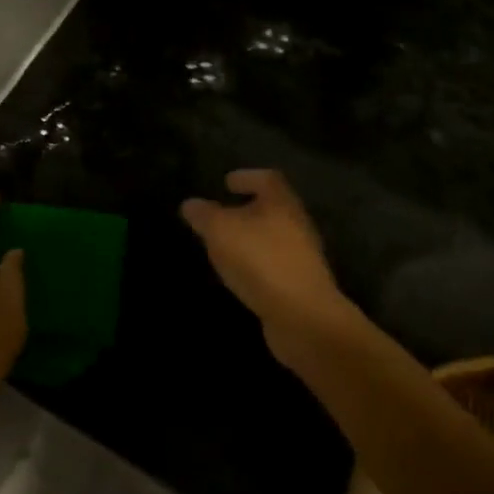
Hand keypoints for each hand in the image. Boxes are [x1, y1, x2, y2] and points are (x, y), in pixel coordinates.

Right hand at [180, 170, 352, 362]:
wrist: (303, 317)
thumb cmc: (261, 261)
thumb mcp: (221, 232)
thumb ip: (204, 215)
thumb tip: (190, 204)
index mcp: (282, 203)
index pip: (267, 179)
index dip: (247, 177)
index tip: (227, 182)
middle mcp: (297, 224)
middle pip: (273, 208)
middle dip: (247, 209)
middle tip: (222, 214)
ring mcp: (303, 256)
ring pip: (274, 237)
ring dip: (251, 238)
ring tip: (225, 246)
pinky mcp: (300, 284)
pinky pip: (275, 264)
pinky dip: (257, 263)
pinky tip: (240, 274)